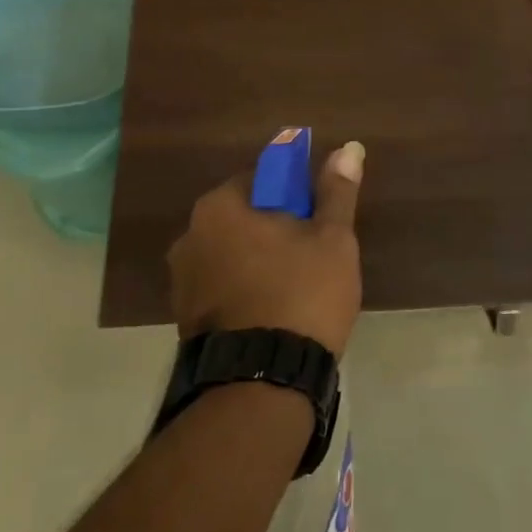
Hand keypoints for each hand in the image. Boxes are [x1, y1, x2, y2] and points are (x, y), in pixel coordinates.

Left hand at [167, 142, 365, 358]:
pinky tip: (275, 312)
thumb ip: (337, 191)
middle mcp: (189, 237)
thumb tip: (350, 147)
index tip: (319, 218)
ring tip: (299, 289)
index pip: (263, 178)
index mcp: (219, 207)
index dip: (297, 193)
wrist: (262, 385)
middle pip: (246, 216)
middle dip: (278, 229)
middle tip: (315, 254)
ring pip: (234, 254)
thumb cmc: (301, 295)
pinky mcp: (185, 321)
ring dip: (261, 261)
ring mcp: (182, 282)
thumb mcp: (332, 239)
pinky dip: (247, 290)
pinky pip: (223, 287)